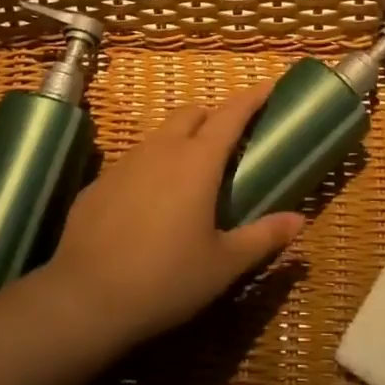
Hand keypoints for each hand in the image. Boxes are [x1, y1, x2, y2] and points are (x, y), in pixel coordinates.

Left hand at [43, 83, 303, 350]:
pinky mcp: (99, 183)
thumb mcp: (223, 264)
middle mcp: (162, 149)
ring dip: (181, 140)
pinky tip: (150, 205)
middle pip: (192, 113)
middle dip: (214, 115)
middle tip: (230, 141)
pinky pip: (133, 162)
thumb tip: (299, 220)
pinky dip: (151, 168)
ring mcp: (125, 163)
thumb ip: (263, 237)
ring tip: (191, 174)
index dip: (252, 97)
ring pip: (160, 134)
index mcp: (198, 161)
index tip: (269, 85)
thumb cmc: (165, 279)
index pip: (231, 114)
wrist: (84, 299)